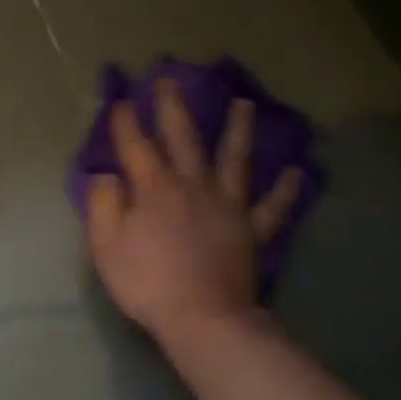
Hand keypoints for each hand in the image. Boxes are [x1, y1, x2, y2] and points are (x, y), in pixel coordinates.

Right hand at [85, 82, 303, 342]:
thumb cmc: (147, 282)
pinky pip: (272, 208)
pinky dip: (284, 190)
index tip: (121, 99)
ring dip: (238, 130)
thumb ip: (104, 205)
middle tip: (170, 80)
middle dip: (174, 108)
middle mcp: (193, 186)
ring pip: (234, 160)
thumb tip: (107, 176)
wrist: (202, 318)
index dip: (126, 123)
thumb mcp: (107, 246)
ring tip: (245, 104)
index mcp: (155, 189)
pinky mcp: (251, 231)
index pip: (136, 147)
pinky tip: (297, 172)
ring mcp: (227, 206)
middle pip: (183, 139)